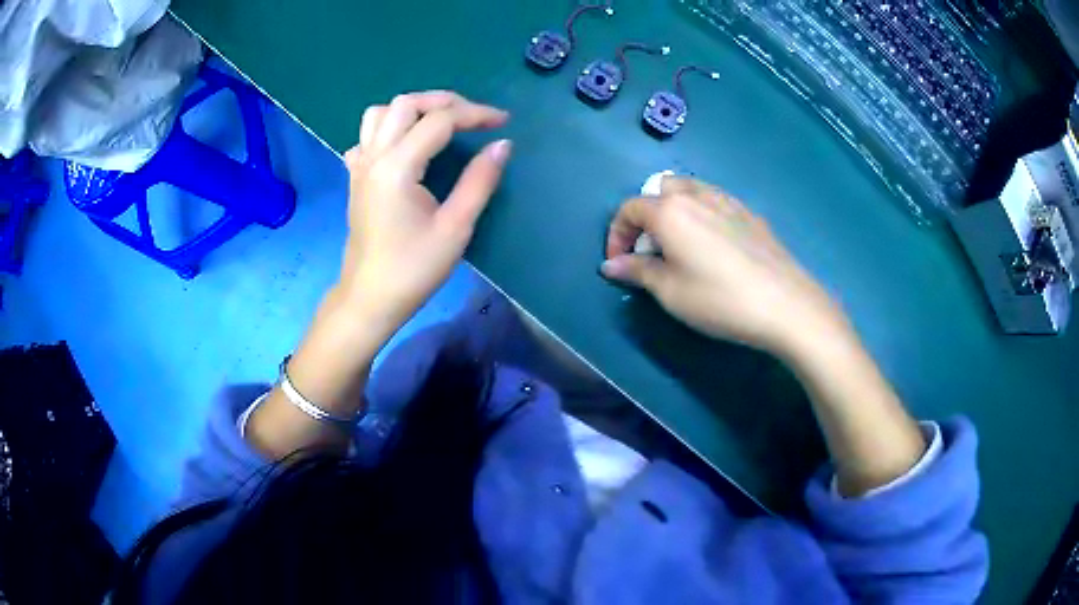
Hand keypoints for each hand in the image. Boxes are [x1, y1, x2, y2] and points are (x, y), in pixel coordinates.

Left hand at [339, 91, 510, 336]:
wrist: (369, 298)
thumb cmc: (413, 269)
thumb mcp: (455, 228)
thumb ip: (479, 180)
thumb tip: (502, 144)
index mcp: (397, 167)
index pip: (439, 120)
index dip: (475, 114)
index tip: (502, 121)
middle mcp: (374, 157)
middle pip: (405, 103)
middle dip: (444, 101)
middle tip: (473, 117)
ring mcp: (359, 165)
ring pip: (379, 113)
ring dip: (412, 109)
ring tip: (439, 123)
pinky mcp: (355, 177)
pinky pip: (366, 137)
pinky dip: (388, 129)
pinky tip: (404, 146)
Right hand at [601, 176, 847, 358]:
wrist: (785, 304)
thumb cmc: (719, 299)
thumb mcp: (670, 291)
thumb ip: (637, 272)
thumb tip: (611, 265)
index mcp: (670, 211)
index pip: (629, 208)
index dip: (617, 235)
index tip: (619, 264)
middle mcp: (697, 195)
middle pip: (659, 190)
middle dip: (646, 216)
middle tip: (652, 250)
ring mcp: (728, 201)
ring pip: (690, 190)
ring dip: (675, 211)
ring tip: (681, 245)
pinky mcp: (750, 214)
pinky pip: (716, 202)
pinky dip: (702, 214)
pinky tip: (714, 246)